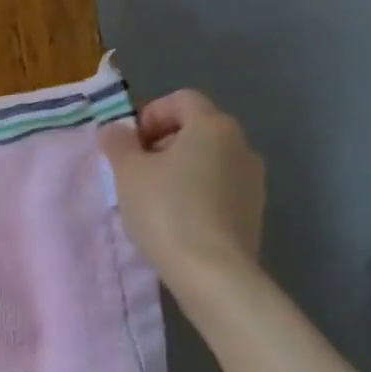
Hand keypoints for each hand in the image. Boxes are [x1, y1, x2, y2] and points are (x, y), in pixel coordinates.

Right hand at [99, 90, 264, 287]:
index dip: (150, 114)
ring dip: (180, 170)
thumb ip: (119, 144)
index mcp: (213, 125)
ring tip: (153, 200)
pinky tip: (176, 221)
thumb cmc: (166, 211)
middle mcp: (241, 144)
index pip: (181, 99)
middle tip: (135, 172)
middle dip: (162, 144)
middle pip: (197, 129)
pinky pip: (219, 188)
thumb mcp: (128, 174)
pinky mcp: (254, 211)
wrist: (213, 272)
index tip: (128, 145)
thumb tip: (116, 130)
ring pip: (209, 160)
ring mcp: (253, 179)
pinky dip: (197, 193)